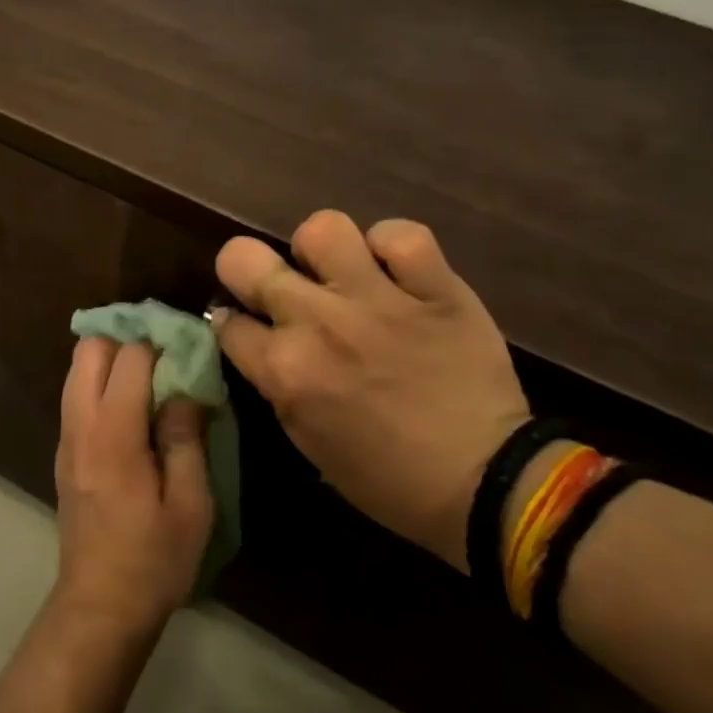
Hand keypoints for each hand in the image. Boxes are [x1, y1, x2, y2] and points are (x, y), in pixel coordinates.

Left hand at [52, 340, 213, 637]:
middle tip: (166, 355)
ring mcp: (66, 439)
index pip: (129, 357)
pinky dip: (100, 382)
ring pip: (77, 370)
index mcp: (113, 434)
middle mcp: (81, 425)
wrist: (100, 606)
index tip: (190, 347)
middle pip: (89, 350)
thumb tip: (186, 388)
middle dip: (126, 339)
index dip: (161, 344)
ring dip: (111, 358)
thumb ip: (185, 438)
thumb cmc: (153, 559)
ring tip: (152, 376)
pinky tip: (133, 407)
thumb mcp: (190, 504)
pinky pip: (77, 395)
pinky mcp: (64, 453)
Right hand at [214, 210, 529, 569]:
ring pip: (322, 228)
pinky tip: (394, 269)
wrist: (486, 483)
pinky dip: (392, 246)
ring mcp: (378, 299)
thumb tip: (257, 341)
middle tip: (272, 283)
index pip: (226, 321)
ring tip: (337, 271)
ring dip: (320, 250)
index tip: (247, 325)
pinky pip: (401, 234)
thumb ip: (276, 384)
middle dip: (245, 268)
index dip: (232, 322)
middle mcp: (319, 323)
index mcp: (285, 371)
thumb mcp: (308, 442)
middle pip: (244, 258)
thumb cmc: (387, 478)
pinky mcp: (435, 288)